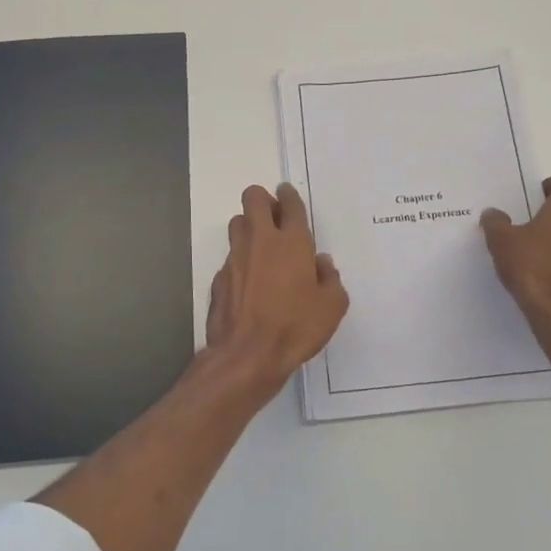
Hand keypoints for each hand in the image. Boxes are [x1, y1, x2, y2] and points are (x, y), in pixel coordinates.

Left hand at [205, 183, 348, 392]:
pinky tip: (250, 282)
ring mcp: (235, 258)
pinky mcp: (219, 277)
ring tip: (261, 247)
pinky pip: (230, 257)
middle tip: (275, 218)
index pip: (290, 204)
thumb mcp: (331, 307)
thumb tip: (321, 264)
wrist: (247, 355)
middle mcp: (261, 241)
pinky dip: (241, 261)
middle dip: (263, 200)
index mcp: (292, 242)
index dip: (289, 195)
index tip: (288, 195)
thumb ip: (330, 279)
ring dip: (249, 226)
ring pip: (237, 223)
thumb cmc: (296, 327)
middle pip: (253, 198)